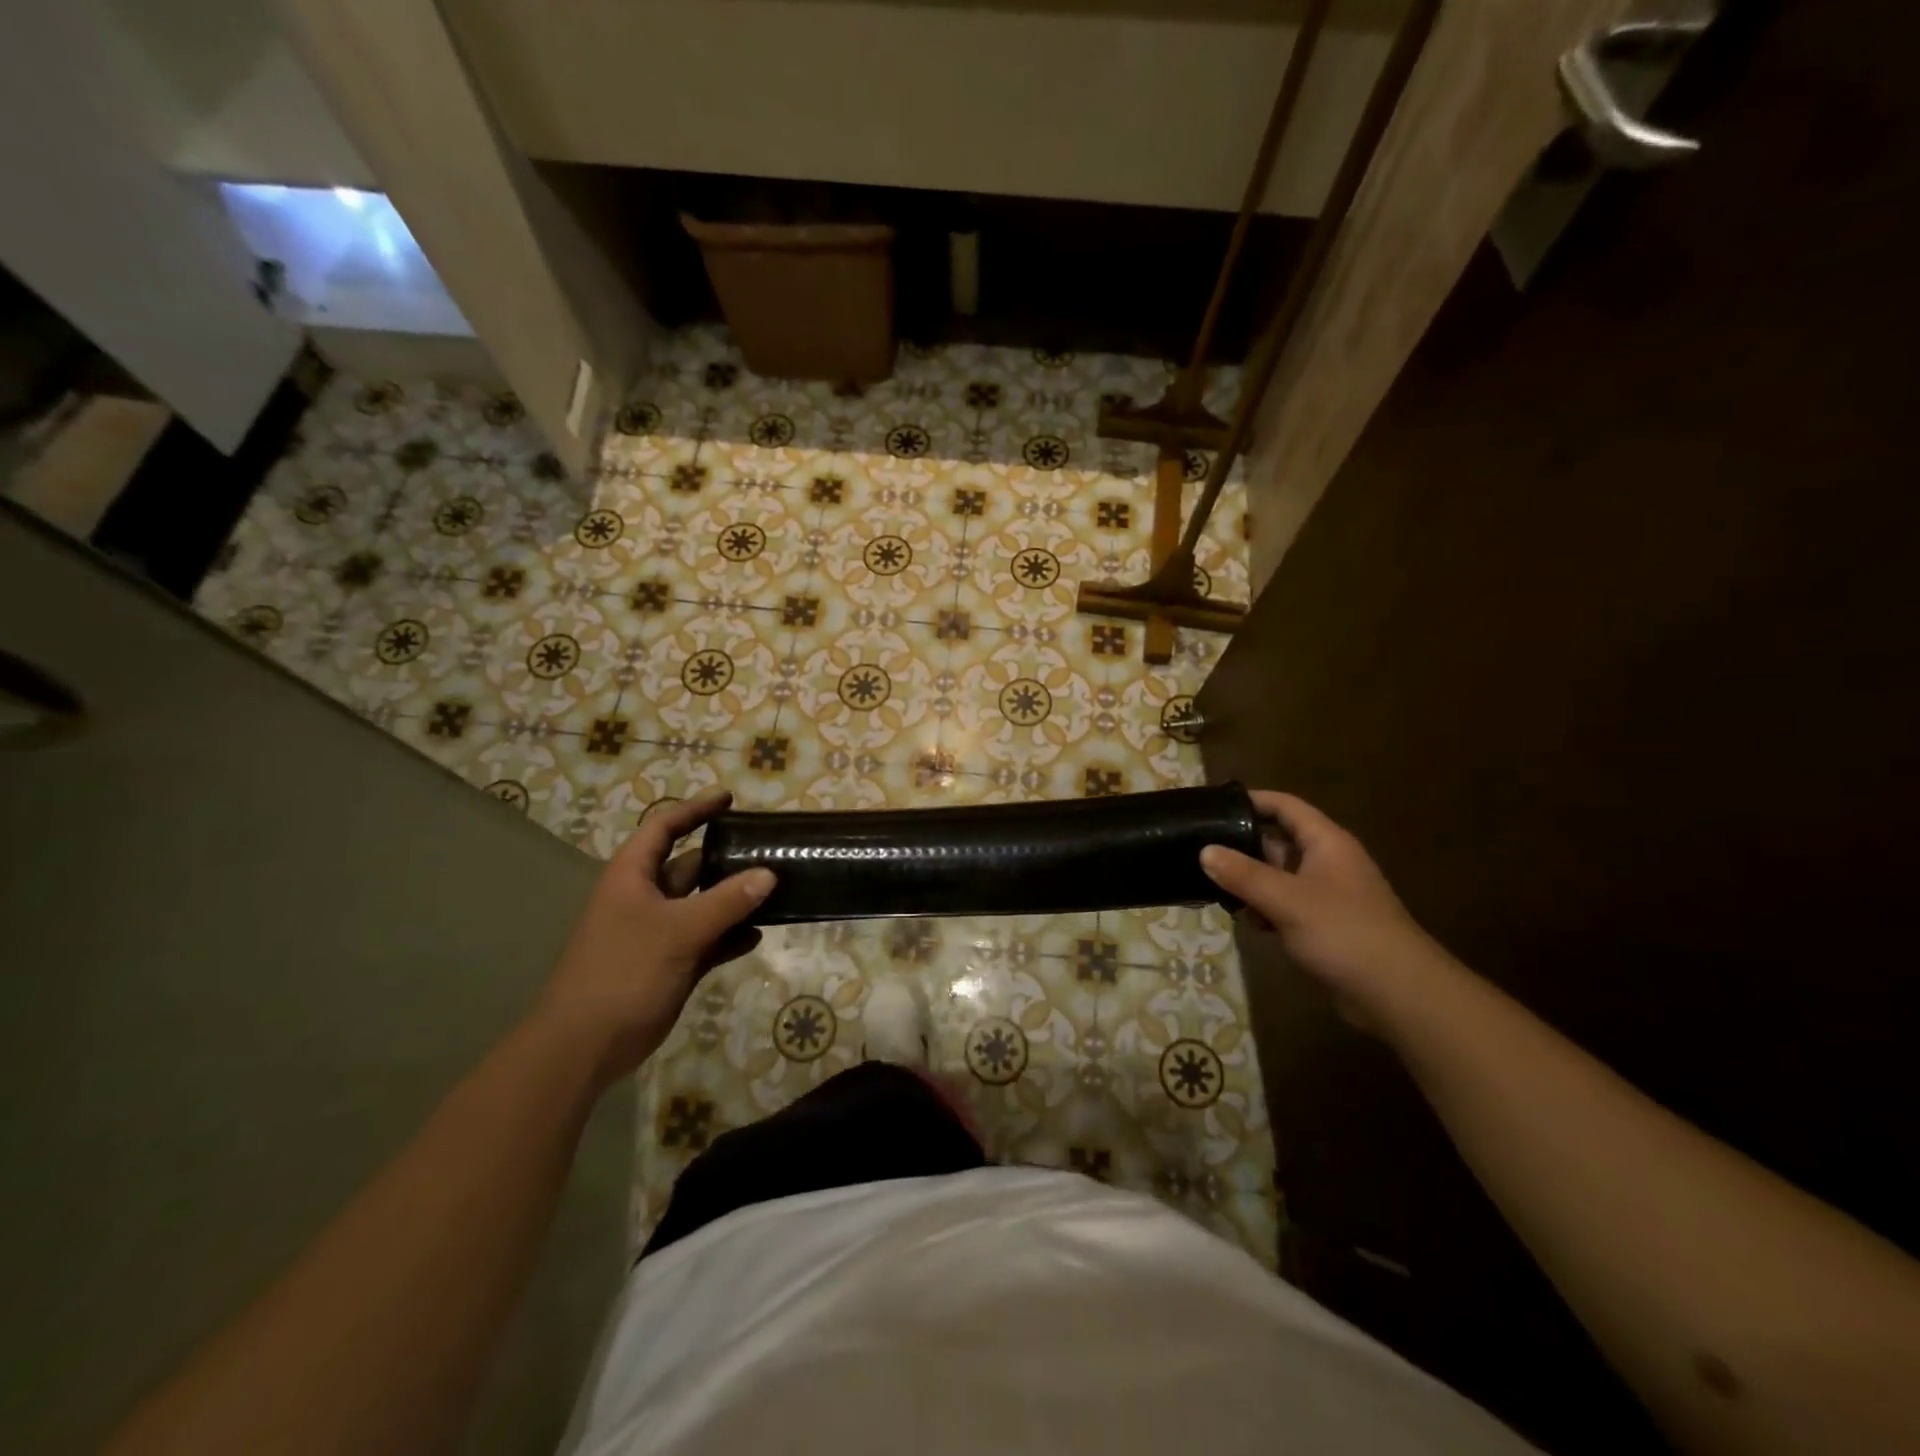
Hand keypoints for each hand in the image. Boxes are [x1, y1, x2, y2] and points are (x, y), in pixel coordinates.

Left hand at [533, 791, 773, 1085]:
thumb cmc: (624, 971)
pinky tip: (758, 935)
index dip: (694, 810)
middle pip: (690, 866)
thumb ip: (727, 901)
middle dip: (726, 858)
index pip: (664, 828)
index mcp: (633, 877)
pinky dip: (730, 936)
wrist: (585, 1046)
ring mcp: (658, 933)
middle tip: (768, 849)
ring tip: (776, 889)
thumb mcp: (678, 930)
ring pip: (703, 905)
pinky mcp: (670, 965)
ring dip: (734, 899)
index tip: (729, 799)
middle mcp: (645, 898)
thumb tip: (769, 874)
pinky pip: (708, 940)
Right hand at [1200, 791, 1440, 1028]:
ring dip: (1250, 882)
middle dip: (1242, 846)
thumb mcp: (1287, 899)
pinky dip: (1265, 909)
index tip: (1213, 806)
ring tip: (1212, 887)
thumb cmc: (1344, 932)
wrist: (1398, 994)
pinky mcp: (1323, 925)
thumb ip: (1244, 874)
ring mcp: (1326, 895)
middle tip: (1200, 850)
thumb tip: (1204, 851)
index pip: (1284, 806)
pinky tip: (1246, 922)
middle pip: (1278, 841)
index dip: (1252, 800)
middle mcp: (1327, 862)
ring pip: (1278, 876)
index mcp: (1326, 843)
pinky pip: (1285, 905)